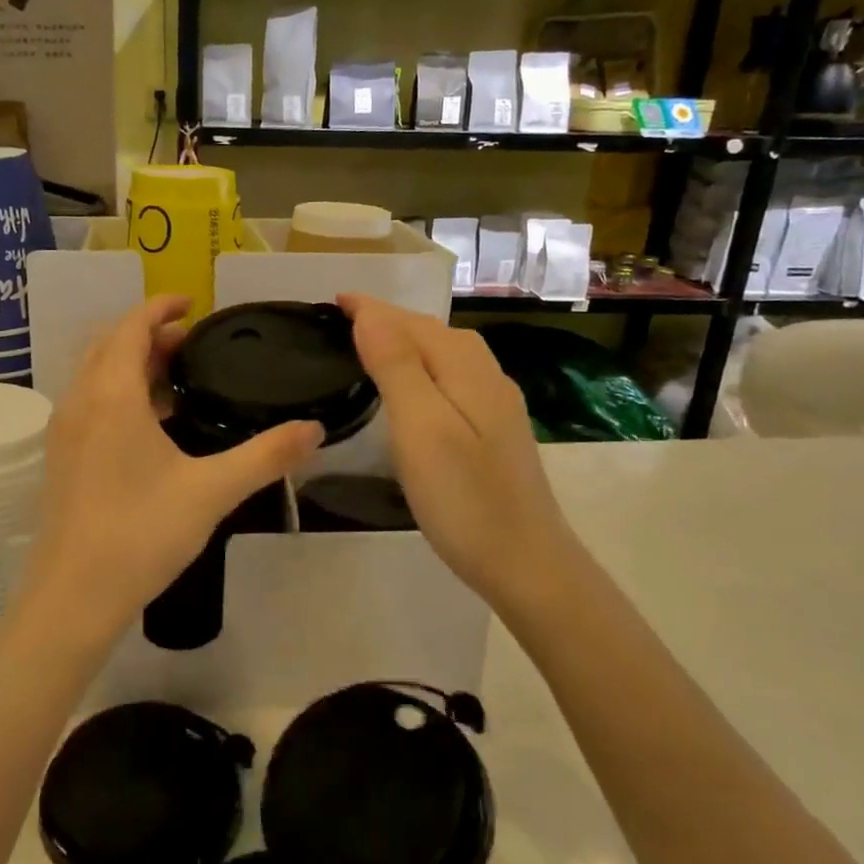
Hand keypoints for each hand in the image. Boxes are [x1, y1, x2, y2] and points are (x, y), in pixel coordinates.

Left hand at [15, 296, 322, 649]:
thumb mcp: (212, 490)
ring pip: (95, 374)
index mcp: (111, 395)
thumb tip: (315, 429)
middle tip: (192, 343)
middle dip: (148, 333)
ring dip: (130, 362)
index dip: (160, 307)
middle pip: (109, 344)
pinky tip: (151, 426)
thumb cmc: (142, 533)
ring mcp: (64, 430)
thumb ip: (266, 456)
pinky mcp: (61, 457)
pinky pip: (89, 402)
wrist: (74, 595)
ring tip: (176, 379)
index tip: (193, 303)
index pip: (130, 326)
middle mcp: (80, 402)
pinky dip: (117, 392)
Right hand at [340, 294, 585, 624]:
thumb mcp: (421, 428)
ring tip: (371, 345)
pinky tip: (413, 389)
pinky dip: (423, 368)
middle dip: (390, 319)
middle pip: (433, 333)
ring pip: (446, 356)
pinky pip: (452, 379)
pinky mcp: (494, 434)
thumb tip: (370, 315)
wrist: (527, 564)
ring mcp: (495, 407)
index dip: (372, 309)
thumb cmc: (465, 498)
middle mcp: (486, 378)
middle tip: (344, 320)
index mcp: (466, 370)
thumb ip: (397, 367)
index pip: (412, 323)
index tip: (335, 300)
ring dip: (407, 342)